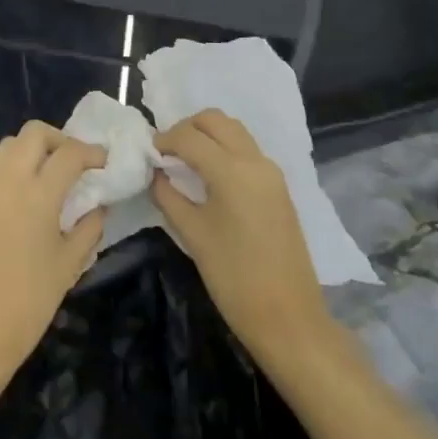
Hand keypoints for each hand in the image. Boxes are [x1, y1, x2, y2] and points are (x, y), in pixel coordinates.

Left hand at [0, 122, 106, 389]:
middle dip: (59, 139)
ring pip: (7, 148)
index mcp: (36, 196)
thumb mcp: (68, 268)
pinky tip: (26, 210)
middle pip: (32, 134)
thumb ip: (88, 229)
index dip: (91, 152)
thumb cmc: (26, 307)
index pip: (68, 153)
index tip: (104, 162)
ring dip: (33, 152)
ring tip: (51, 180)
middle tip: (75, 163)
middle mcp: (6, 184)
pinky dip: (14, 177)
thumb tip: (98, 206)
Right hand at [152, 109, 335, 362]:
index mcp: (231, 170)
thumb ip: (168, 196)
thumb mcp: (192, 235)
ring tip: (185, 161)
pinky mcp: (278, 186)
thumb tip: (156, 173)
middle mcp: (254, 160)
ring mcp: (271, 171)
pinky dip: (224, 148)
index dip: (164, 140)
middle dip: (187, 128)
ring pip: (234, 130)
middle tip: (167, 152)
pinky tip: (208, 174)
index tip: (148, 154)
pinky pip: (246, 149)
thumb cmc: (234, 278)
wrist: (289, 317)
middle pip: (215, 120)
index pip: (189, 136)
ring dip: (207, 135)